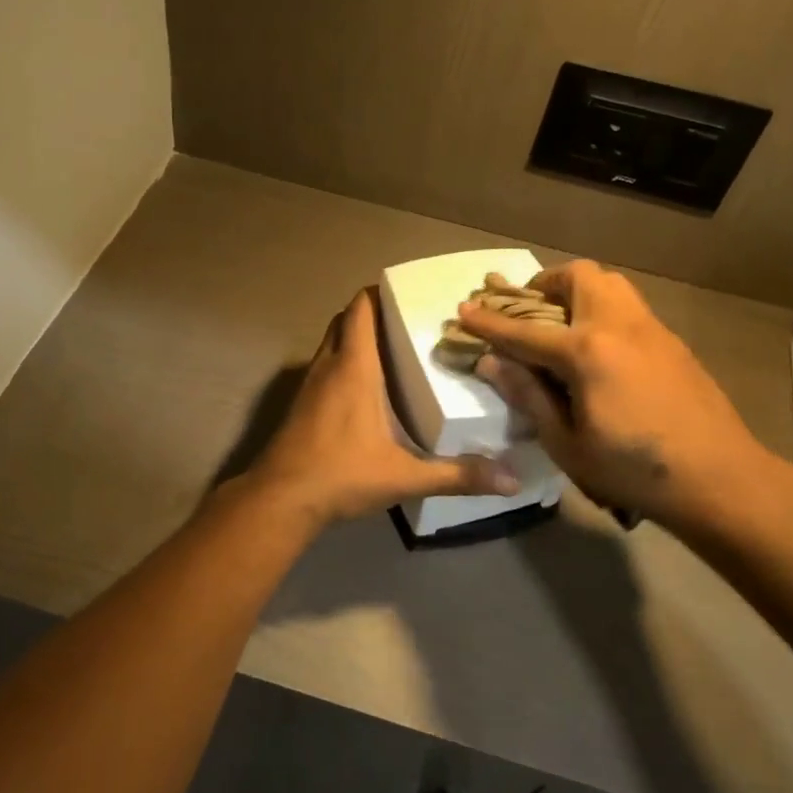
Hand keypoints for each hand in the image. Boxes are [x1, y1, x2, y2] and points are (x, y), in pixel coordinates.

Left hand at [245, 289, 517, 526]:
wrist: (280, 500)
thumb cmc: (341, 474)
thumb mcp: (405, 476)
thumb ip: (457, 475)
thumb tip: (512, 481)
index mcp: (353, 368)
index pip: (360, 309)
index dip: (379, 292)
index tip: (409, 293)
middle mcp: (329, 366)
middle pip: (345, 320)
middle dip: (372, 313)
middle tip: (408, 322)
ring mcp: (310, 385)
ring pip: (332, 343)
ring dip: (356, 338)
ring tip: (394, 350)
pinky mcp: (301, 405)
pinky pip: (324, 367)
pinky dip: (344, 363)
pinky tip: (368, 389)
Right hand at [459, 261, 782, 538]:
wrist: (720, 479)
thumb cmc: (634, 470)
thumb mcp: (567, 444)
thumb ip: (528, 396)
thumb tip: (492, 363)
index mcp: (587, 352)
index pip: (524, 330)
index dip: (489, 322)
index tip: (464, 309)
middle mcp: (618, 326)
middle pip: (577, 277)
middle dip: (544, 284)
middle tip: (528, 312)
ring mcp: (650, 329)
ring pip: (609, 283)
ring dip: (577, 291)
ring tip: (561, 324)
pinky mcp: (672, 341)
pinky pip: (628, 306)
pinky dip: (602, 309)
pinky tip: (599, 349)